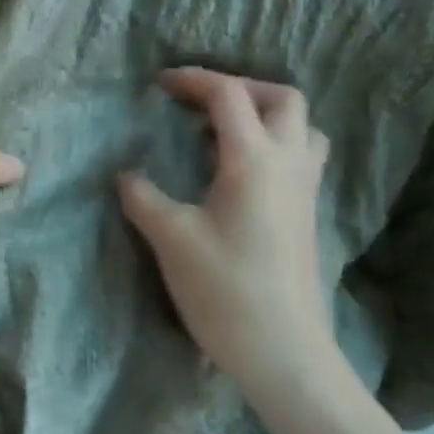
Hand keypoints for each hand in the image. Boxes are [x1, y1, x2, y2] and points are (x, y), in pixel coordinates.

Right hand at [118, 68, 335, 394]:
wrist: (284, 352)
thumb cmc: (226, 290)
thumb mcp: (172, 239)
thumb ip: (144, 198)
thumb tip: (126, 176)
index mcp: (254, 160)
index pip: (229, 95)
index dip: (193, 80)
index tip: (160, 84)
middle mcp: (289, 164)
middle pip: (283, 98)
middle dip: (241, 87)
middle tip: (201, 103)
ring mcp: (304, 190)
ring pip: (302, 127)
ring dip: (266, 115)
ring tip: (224, 132)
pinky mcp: (307, 214)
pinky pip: (301, 156)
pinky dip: (273, 143)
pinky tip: (238, 171)